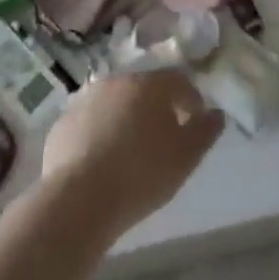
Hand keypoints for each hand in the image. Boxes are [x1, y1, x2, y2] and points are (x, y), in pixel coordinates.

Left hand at [42, 72, 223, 236]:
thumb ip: (205, 131)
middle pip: (144, 89)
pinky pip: (89, 122)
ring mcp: (85, 99)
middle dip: (156, 107)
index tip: (195, 121)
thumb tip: (216, 113)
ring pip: (114, 103)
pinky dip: (99, 133)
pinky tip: (102, 161)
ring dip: (126, 118)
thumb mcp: (186, 157)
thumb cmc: (142, 174)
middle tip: (163, 137)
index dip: (190, 99)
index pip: (178, 80)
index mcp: (149, 84)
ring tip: (131, 151)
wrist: (79, 199)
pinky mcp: (62, 123)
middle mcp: (116, 81)